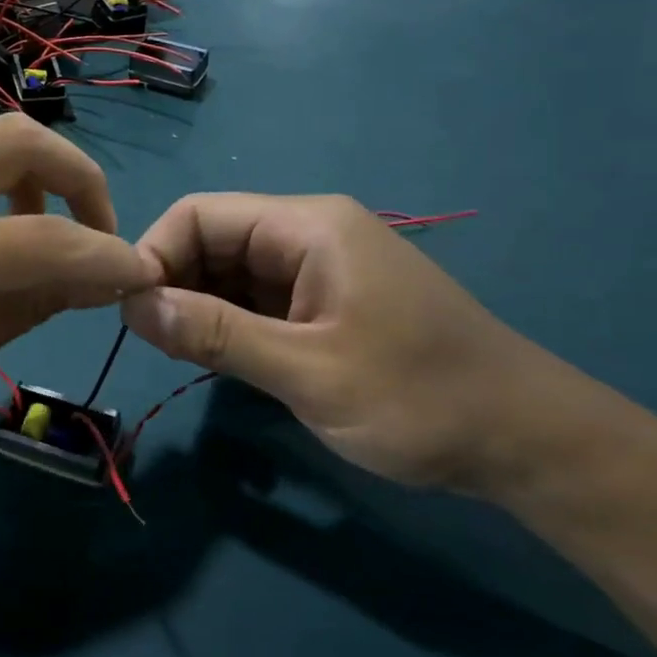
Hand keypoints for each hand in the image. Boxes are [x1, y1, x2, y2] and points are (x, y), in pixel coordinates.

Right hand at [121, 194, 570, 494]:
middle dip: (173, 284)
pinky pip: (256, 300)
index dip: (155, 254)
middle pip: (212, 239)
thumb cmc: (420, 399)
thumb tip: (132, 305)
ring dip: (198, 308)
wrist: (526, 443)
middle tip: (154, 344)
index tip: (130, 314)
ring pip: (229, 272)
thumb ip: (217, 335)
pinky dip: (228, 325)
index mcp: (307, 226)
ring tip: (181, 356)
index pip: (200, 214)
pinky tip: (218, 359)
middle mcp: (308, 234)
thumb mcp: (308, 371)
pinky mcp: (324, 304)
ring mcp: (318, 270)